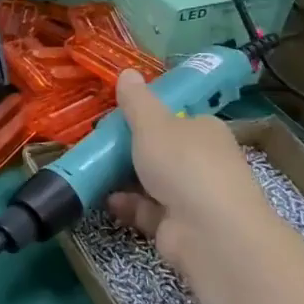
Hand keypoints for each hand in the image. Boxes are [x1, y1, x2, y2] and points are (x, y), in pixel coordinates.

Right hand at [105, 68, 274, 272]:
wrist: (210, 232)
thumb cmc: (183, 165)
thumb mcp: (153, 124)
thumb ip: (137, 101)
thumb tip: (128, 71)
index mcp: (205, 131)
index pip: (176, 119)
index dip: (147, 118)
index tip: (116, 119)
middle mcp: (204, 162)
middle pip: (161, 150)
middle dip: (130, 150)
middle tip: (98, 145)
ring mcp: (194, 196)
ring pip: (152, 181)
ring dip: (124, 178)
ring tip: (93, 170)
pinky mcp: (180, 225)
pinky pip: (148, 209)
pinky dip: (128, 204)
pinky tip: (107, 199)